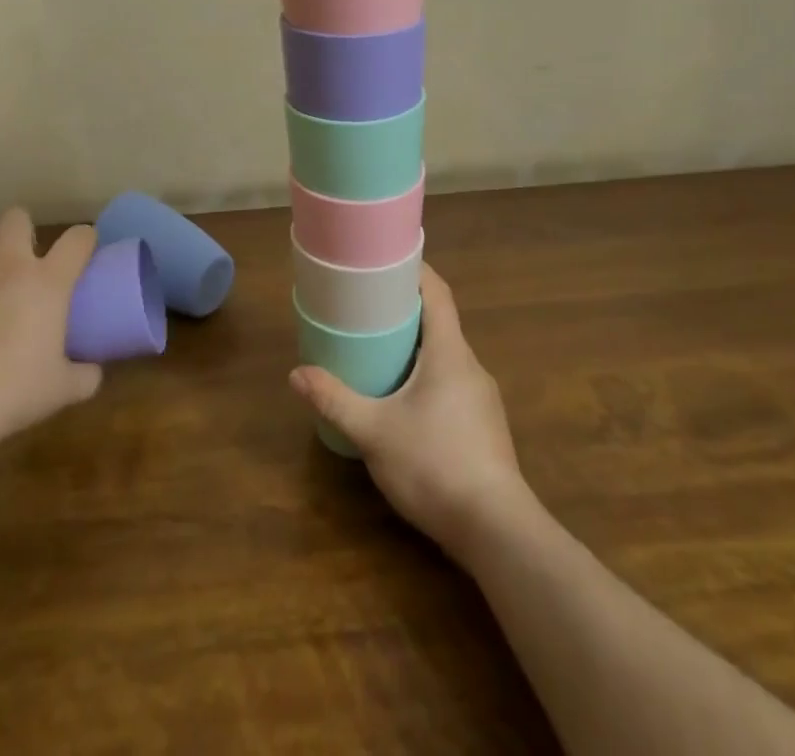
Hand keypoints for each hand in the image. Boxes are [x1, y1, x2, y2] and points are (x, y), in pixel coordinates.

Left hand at [0, 208, 102, 446]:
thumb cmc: (14, 390)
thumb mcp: (62, 388)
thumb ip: (84, 376)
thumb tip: (93, 373)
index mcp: (48, 281)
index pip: (77, 240)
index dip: (85, 238)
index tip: (84, 246)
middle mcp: (7, 263)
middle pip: (16, 217)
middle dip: (20, 230)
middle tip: (21, 256)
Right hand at [289, 267, 530, 553]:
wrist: (498, 533)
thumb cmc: (434, 465)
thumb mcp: (373, 431)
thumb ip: (334, 400)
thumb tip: (296, 374)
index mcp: (449, 353)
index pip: (438, 293)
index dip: (415, 270)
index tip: (385, 260)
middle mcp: (470, 367)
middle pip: (439, 322)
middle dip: (405, 310)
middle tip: (366, 306)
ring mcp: (482, 399)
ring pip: (445, 356)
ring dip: (415, 346)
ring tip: (378, 349)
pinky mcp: (484, 427)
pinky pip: (451, 383)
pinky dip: (426, 375)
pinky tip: (403, 400)